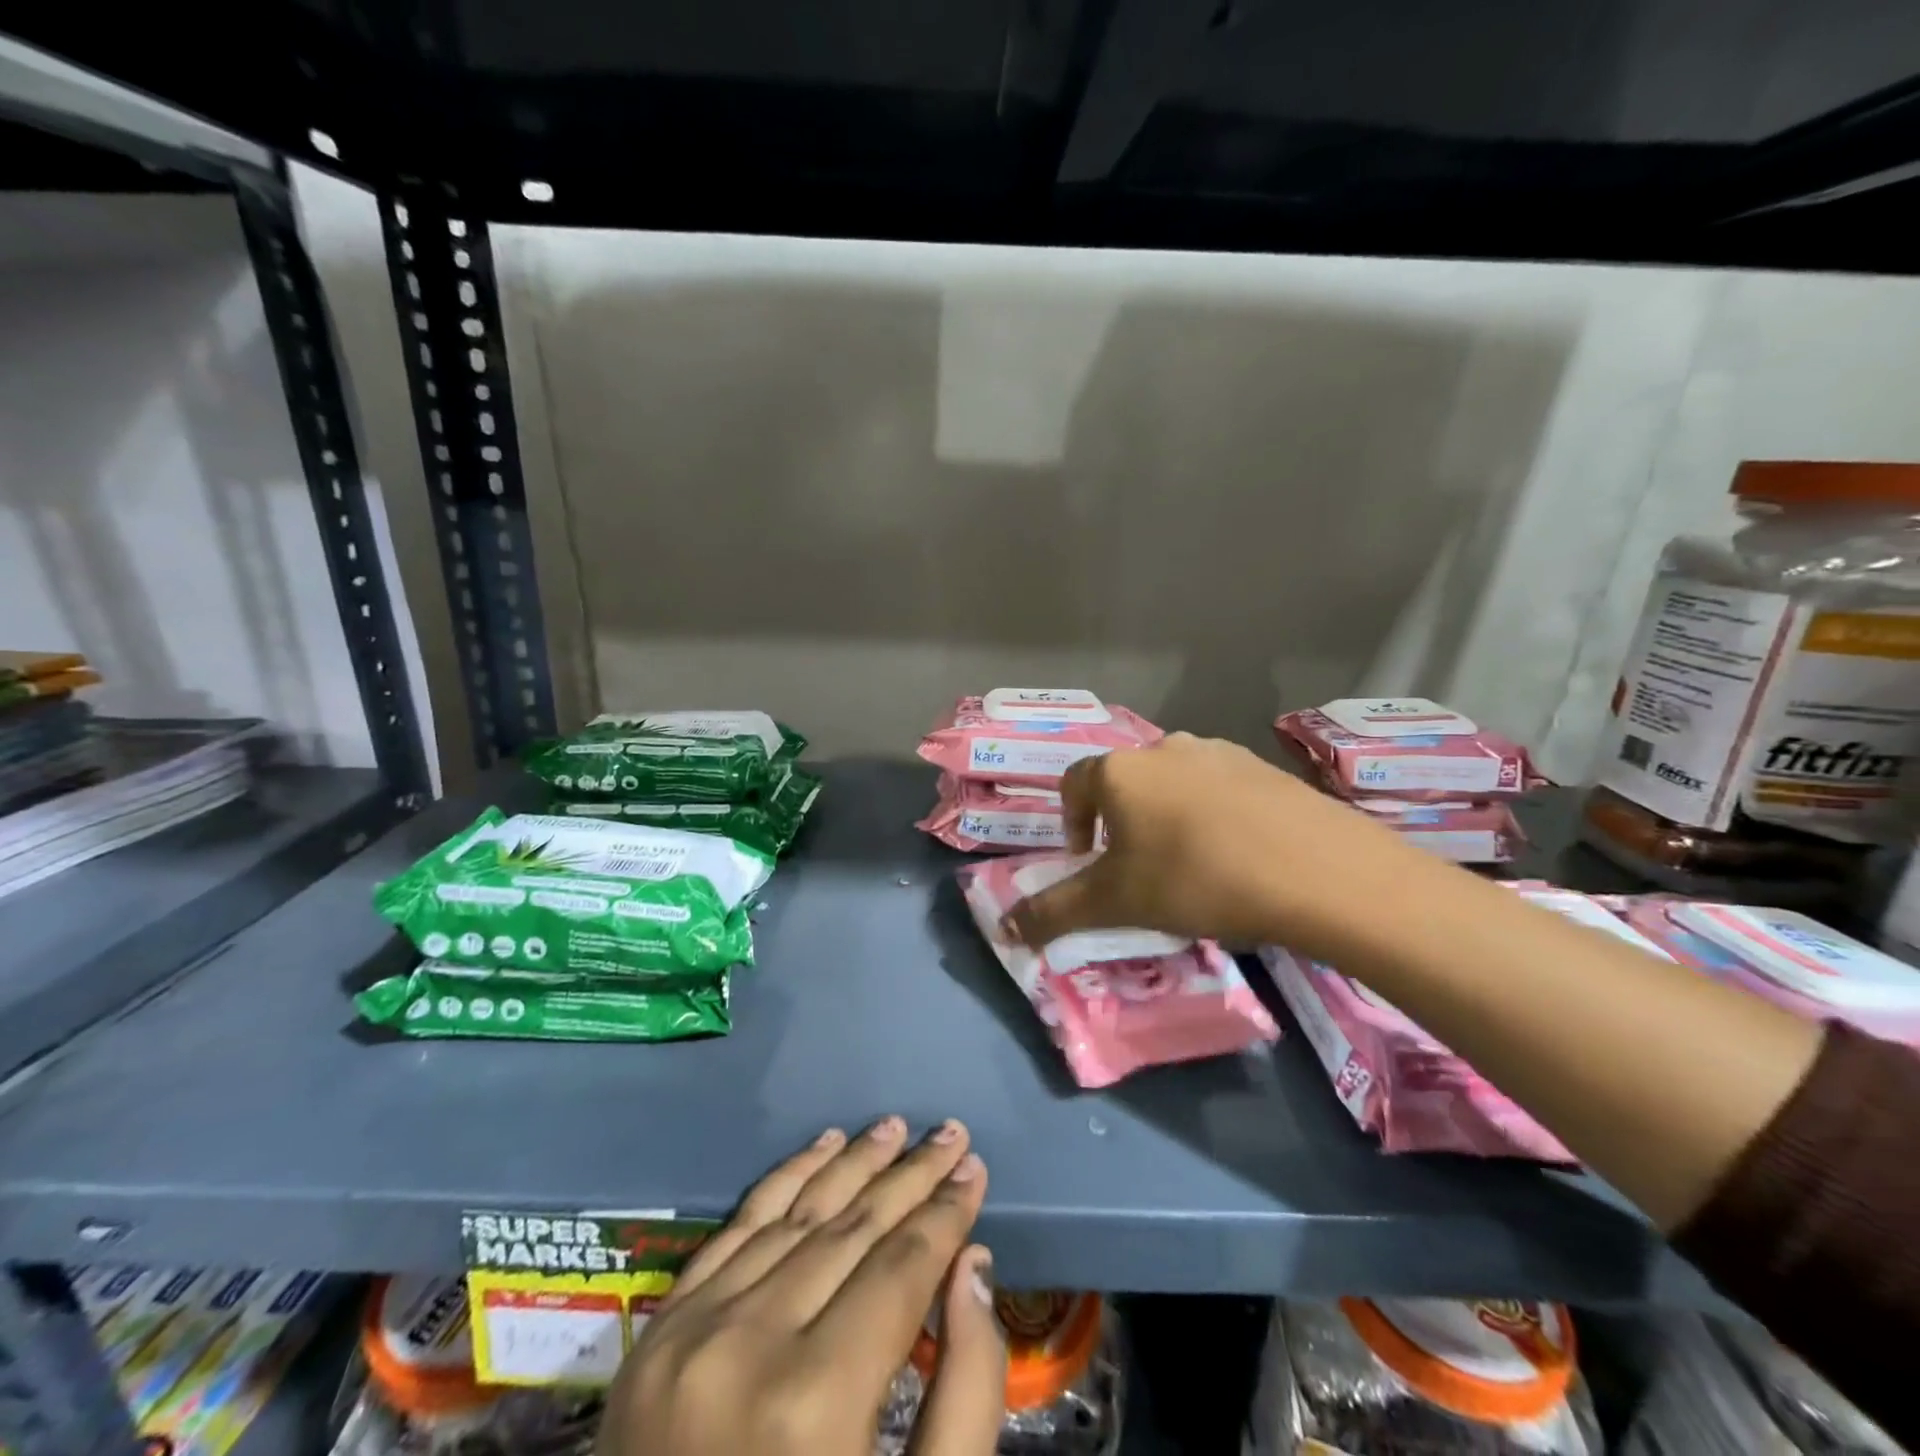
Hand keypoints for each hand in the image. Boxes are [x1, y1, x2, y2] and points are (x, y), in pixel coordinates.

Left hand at [597, 1119, 1003, 1455]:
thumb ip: (964, 1395)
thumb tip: (973, 1267)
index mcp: (816, 1402)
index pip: (899, 1268)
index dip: (945, 1213)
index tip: (975, 1168)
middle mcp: (750, 1347)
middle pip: (852, 1230)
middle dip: (910, 1177)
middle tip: (949, 1133)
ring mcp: (694, 1332)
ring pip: (795, 1214)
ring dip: (852, 1164)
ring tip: (894, 1127)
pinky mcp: (659, 1332)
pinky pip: (735, 1229)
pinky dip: (784, 1180)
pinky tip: (821, 1145)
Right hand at [1001, 732, 1425, 959]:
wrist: (1317, 871)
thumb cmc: (1196, 879)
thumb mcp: (1116, 902)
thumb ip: (1054, 912)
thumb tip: (1004, 930)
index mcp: (1120, 771)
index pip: (1074, 784)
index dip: (1071, 823)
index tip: (1086, 860)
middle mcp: (1164, 747)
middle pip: (1125, 783)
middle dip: (1120, 823)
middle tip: (1138, 870)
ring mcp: (1219, 752)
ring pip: (1174, 783)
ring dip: (1167, 817)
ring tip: (1190, 865)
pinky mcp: (1264, 768)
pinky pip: (1220, 788)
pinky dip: (1213, 816)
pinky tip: (1238, 855)